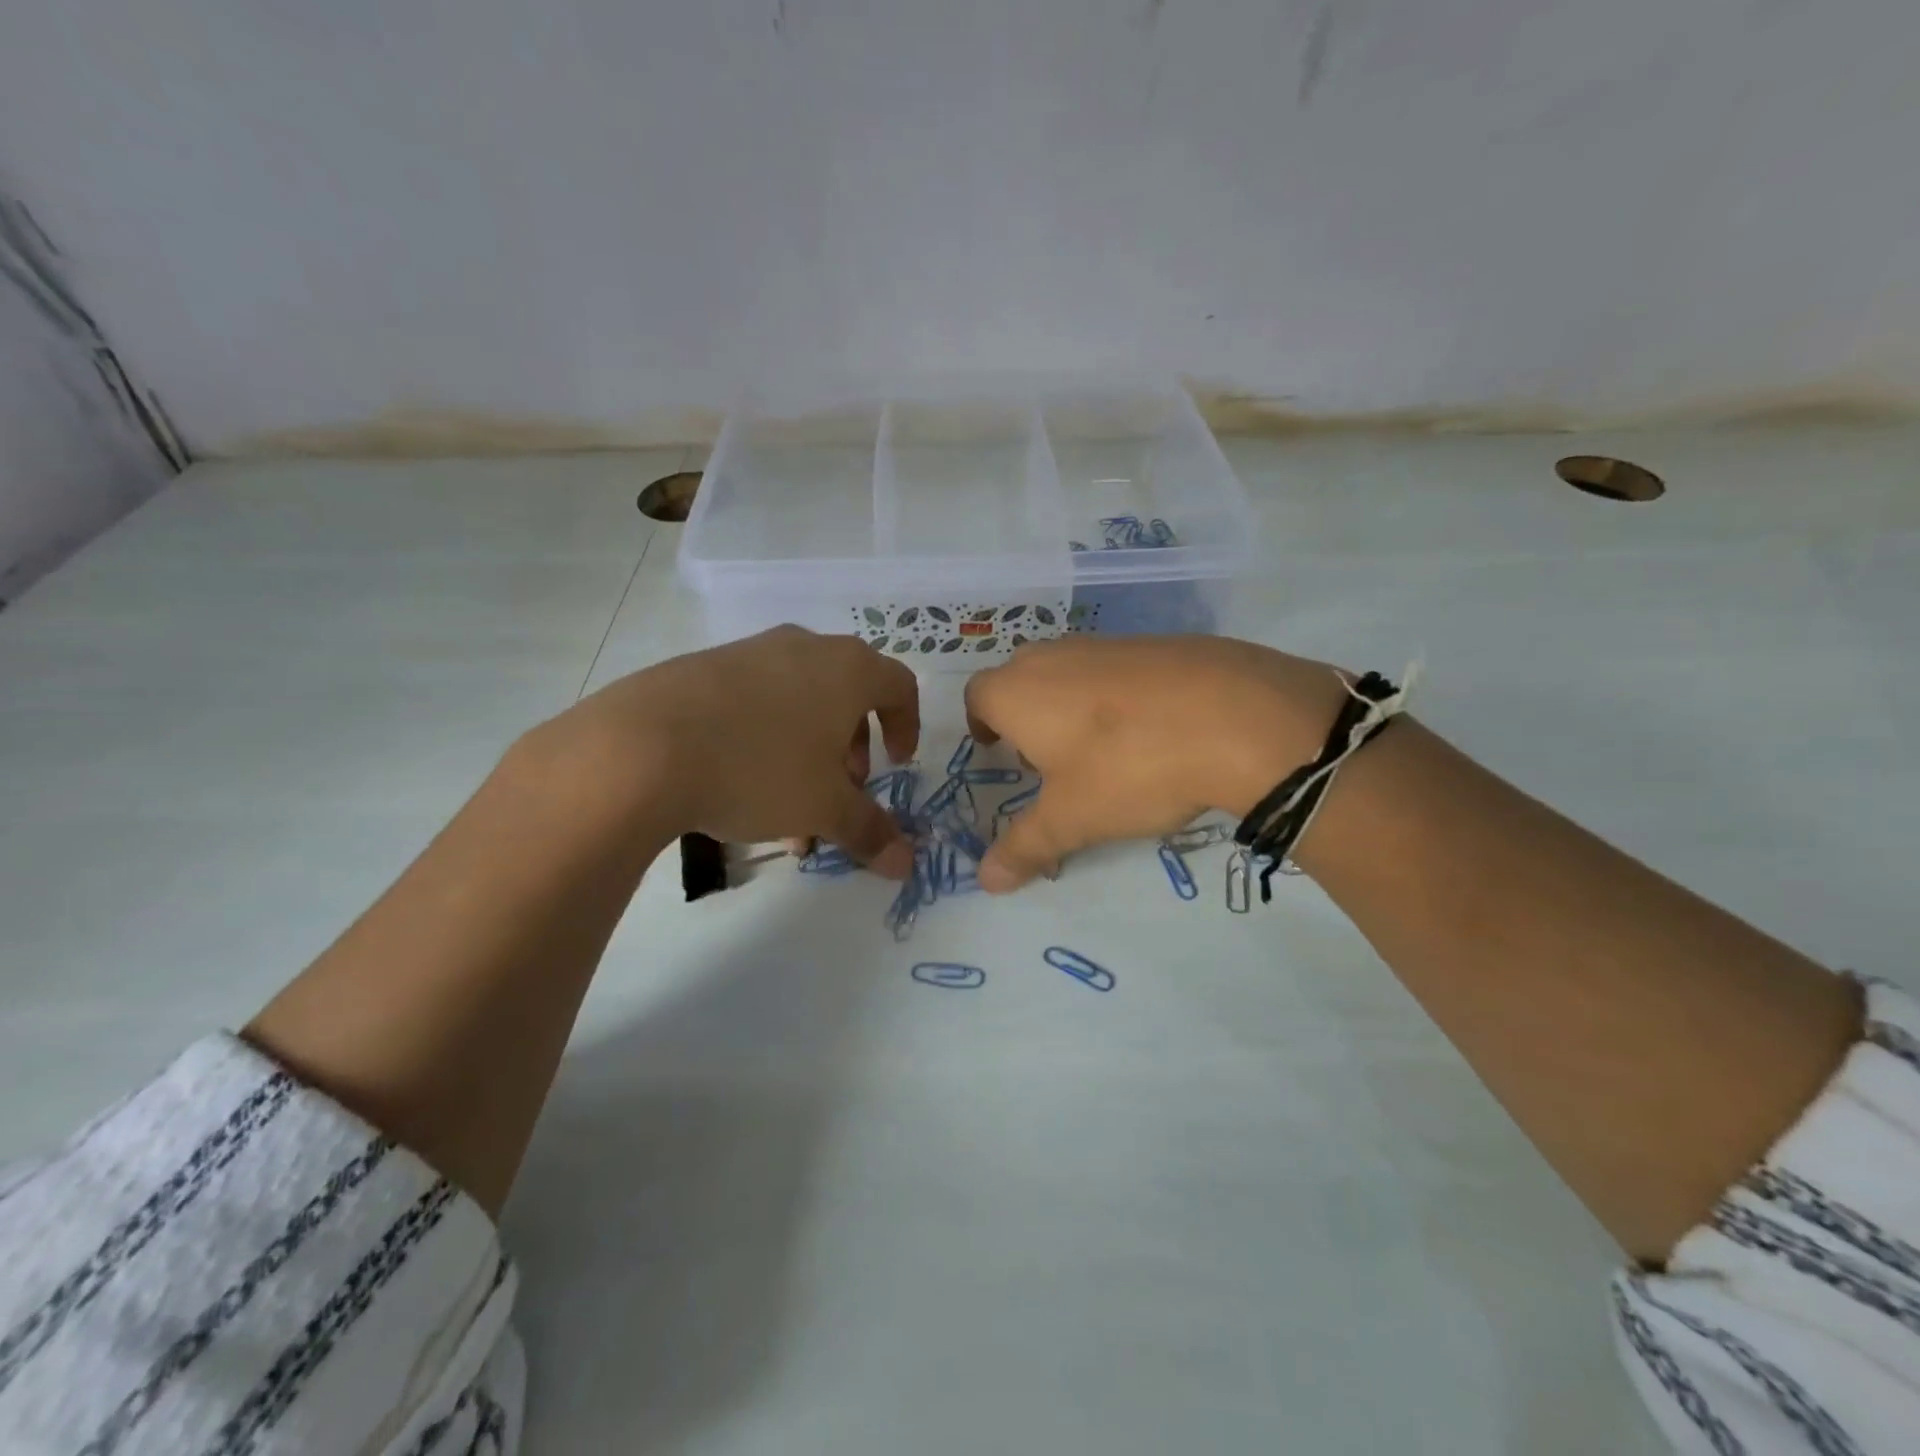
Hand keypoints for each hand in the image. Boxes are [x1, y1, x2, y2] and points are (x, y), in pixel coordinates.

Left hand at [544, 625, 920, 877]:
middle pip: (848, 694)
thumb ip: (870, 831)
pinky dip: (765, 738)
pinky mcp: (703, 666)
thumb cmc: (759, 769)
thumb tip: (907, 864)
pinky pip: (754, 700)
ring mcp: (750, 651)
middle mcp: (804, 647)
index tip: (897, 764)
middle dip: (853, 747)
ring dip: (808, 751)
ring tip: (787, 806)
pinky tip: (738, 786)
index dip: (907, 726)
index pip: (899, 685)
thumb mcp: (823, 808)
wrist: (641, 747)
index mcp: (847, 669)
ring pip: (798, 701)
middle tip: (842, 789)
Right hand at [963, 636, 1349, 890]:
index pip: (977, 696)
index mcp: (1018, 691)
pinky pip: (1117, 669)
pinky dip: (1118, 696)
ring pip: (1070, 671)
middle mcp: (1054, 656)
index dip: (980, 722)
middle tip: (1045, 758)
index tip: (995, 748)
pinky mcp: (1156, 642)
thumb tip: (986, 882)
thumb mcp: (1072, 819)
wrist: (1234, 715)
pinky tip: (1152, 731)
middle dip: (1024, 715)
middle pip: (1021, 678)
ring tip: (1101, 751)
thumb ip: (1024, 847)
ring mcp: (1107, 643)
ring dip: (1070, 705)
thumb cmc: (1128, 767)